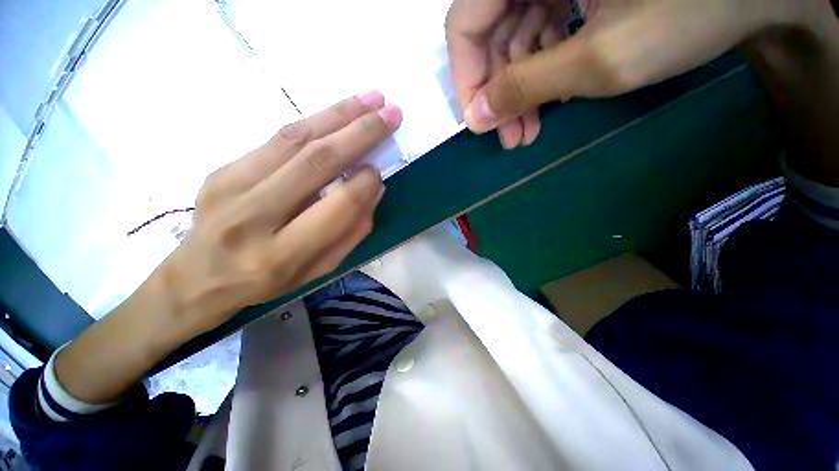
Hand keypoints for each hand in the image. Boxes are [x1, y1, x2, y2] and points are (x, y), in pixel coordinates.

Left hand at [160, 91, 401, 333]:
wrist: (198, 278)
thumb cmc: (268, 282)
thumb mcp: (319, 270)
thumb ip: (351, 232)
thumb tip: (373, 189)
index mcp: (283, 254)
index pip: (338, 205)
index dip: (366, 182)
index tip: (380, 169)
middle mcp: (254, 217)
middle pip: (317, 162)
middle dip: (360, 133)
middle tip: (390, 113)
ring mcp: (231, 186)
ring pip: (295, 139)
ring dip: (339, 114)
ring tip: (372, 98)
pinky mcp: (223, 167)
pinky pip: (278, 138)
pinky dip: (314, 120)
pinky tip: (338, 111)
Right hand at [447, 0, 824, 140]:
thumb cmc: (689, 11)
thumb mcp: (600, 58)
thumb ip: (527, 87)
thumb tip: (476, 118)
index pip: (465, 23)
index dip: (466, 78)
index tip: (478, 122)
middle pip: (488, 34)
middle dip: (497, 92)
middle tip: (509, 137)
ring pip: (511, 39)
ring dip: (517, 90)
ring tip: (527, 132)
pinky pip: (535, 33)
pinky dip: (536, 72)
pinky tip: (549, 100)